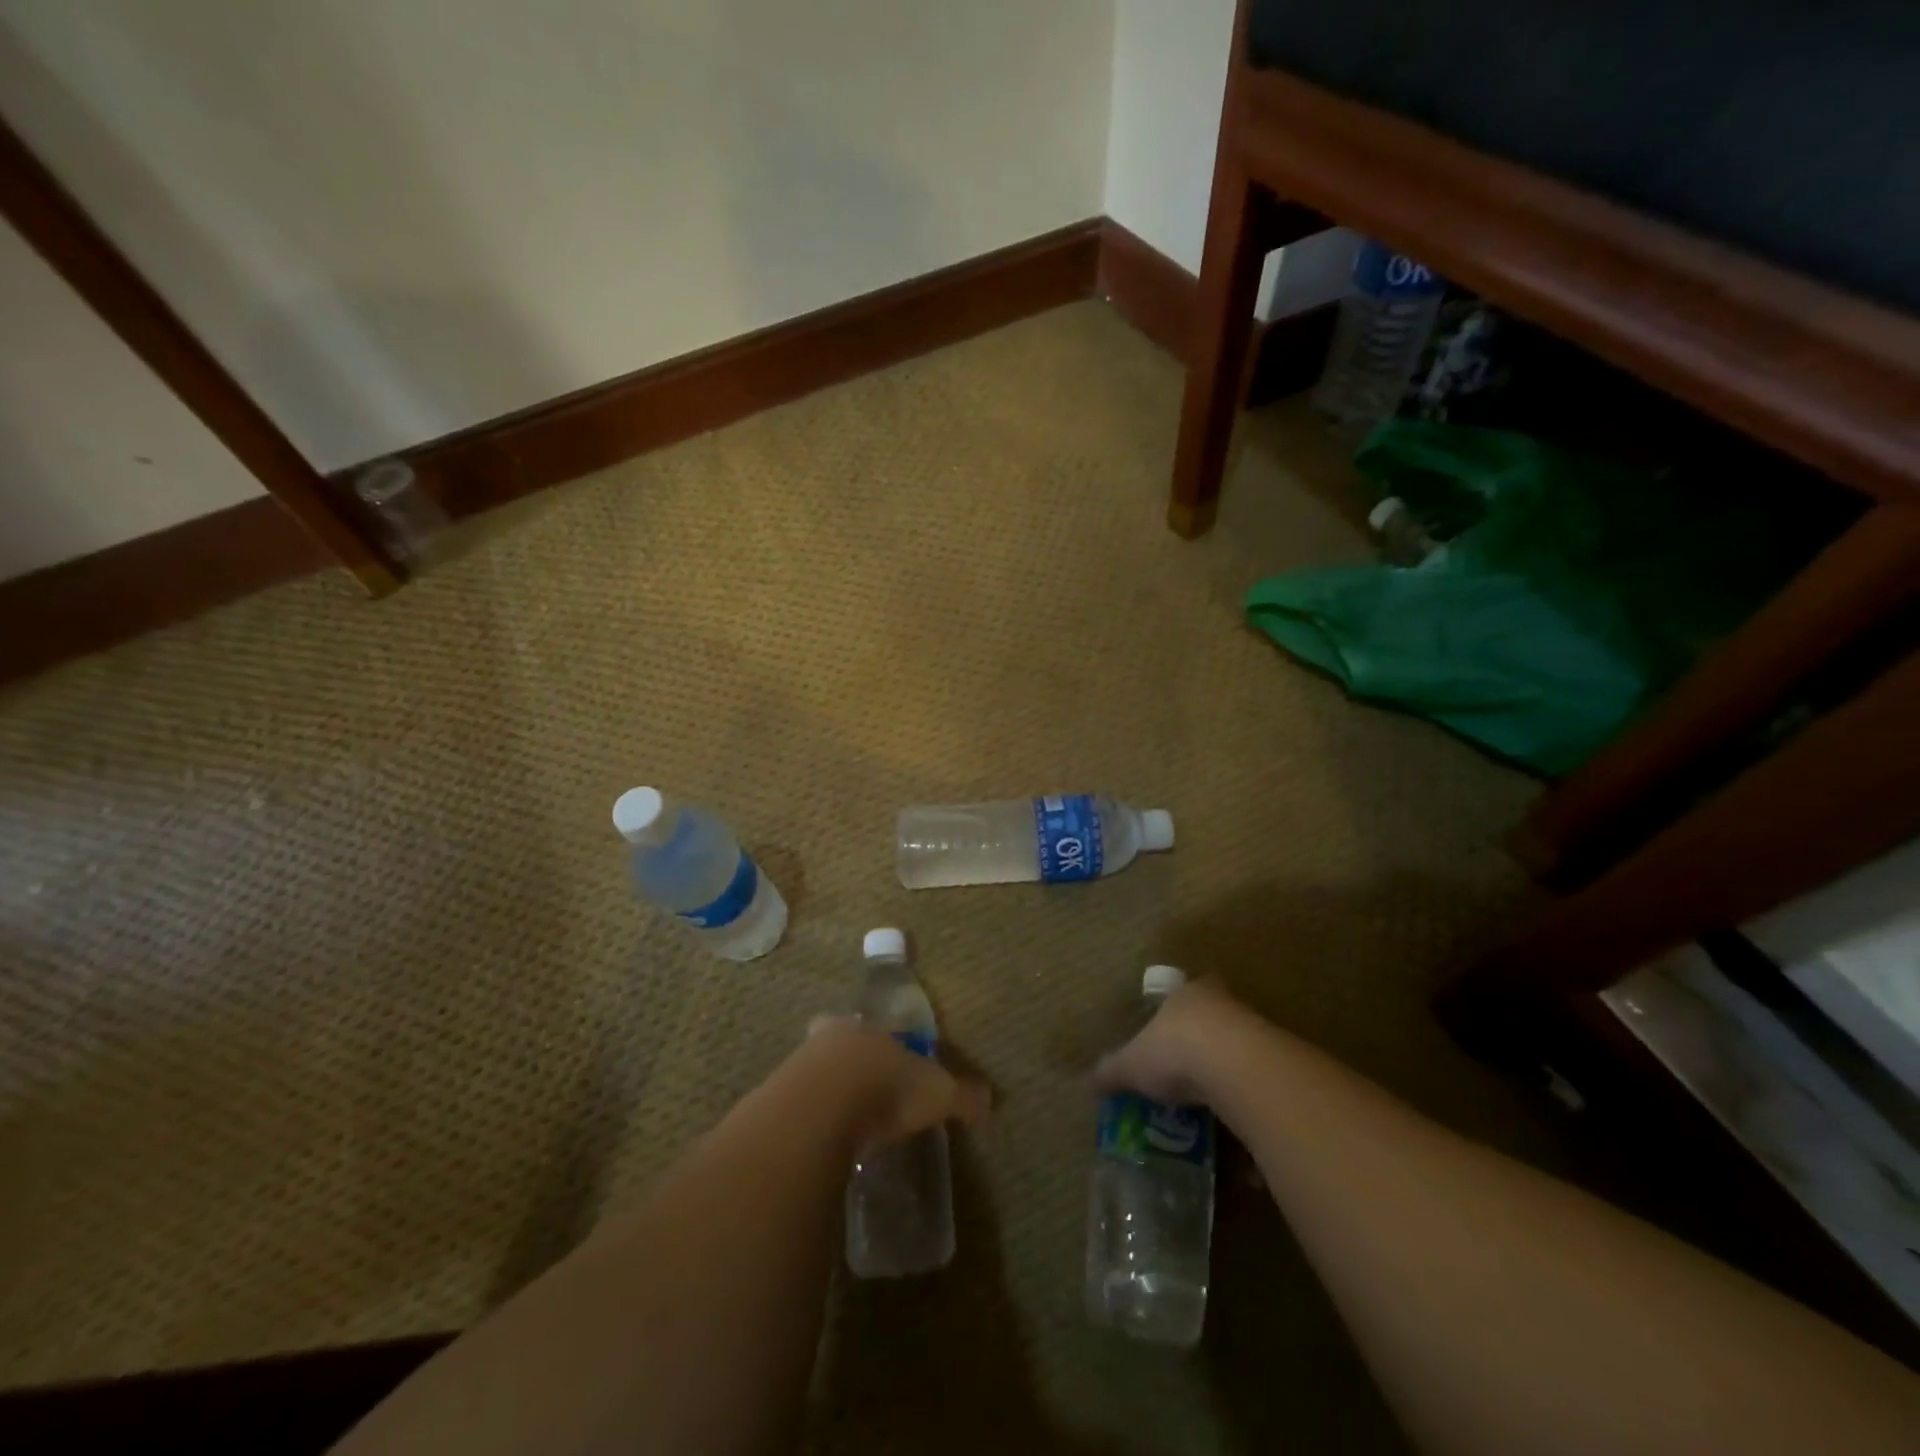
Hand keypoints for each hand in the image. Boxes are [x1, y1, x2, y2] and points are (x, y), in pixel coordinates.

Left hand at [801, 1017, 989, 1147]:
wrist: (822, 1106)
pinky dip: (809, 1119)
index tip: (890, 1064)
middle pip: (840, 1043)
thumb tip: (989, 1100)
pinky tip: (820, 1141)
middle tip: (862, 1091)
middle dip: (849, 1061)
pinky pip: (797, 1105)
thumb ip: (963, 1096)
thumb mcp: (937, 1093)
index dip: (885, 1045)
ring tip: (842, 1122)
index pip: (878, 1028)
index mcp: (872, 1028)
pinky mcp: (777, 1097)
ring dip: (826, 1091)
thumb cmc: (886, 1088)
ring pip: (815, 1071)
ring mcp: (800, 1064)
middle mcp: (833, 1036)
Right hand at [1092, 976, 1243, 1106]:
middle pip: (1212, 1018)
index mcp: (1186, 993)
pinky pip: (1257, 1078)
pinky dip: (1247, 1095)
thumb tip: (1088, 1084)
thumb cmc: (1175, 1050)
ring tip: (1210, 1102)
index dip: (1173, 1013)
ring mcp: (1255, 1028)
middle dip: (1202, 1042)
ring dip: (1227, 1069)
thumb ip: (1111, 1072)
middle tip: (1188, 1070)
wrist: (1236, 1066)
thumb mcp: (1131, 1064)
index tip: (1166, 1035)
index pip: (1180, 994)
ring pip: (1238, 1046)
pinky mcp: (1277, 1059)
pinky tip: (1236, 1119)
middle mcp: (1221, 1003)